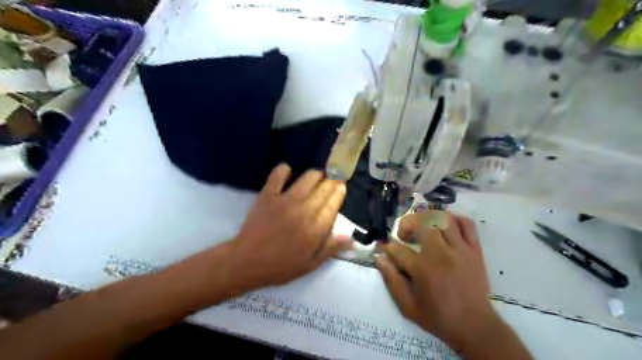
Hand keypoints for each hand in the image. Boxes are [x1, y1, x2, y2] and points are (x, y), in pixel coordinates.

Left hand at [228, 164, 352, 290]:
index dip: (339, 192)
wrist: (247, 262)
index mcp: (316, 229)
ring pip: (307, 178)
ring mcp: (285, 200)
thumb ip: (331, 248)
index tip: (342, 186)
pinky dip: (285, 169)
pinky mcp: (268, 194)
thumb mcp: (310, 264)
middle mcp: (304, 210)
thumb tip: (351, 237)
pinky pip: (278, 174)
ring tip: (317, 176)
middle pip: (324, 188)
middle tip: (333, 179)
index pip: (333, 204)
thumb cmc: (280, 266)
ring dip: (315, 174)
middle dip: (332, 181)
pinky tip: (289, 172)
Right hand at [377, 211, 500, 353]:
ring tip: (423, 227)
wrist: (474, 326)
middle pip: (422, 222)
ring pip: (444, 218)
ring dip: (429, 218)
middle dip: (407, 223)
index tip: (383, 249)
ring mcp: (460, 249)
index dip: (386, 246)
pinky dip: (455, 219)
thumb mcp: (407, 305)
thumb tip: (380, 257)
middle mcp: (440, 253)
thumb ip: (391, 280)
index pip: (397, 248)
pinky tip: (446, 227)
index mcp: (422, 269)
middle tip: (404, 234)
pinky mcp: (475, 250)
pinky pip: (467, 224)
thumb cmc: (438, 317)